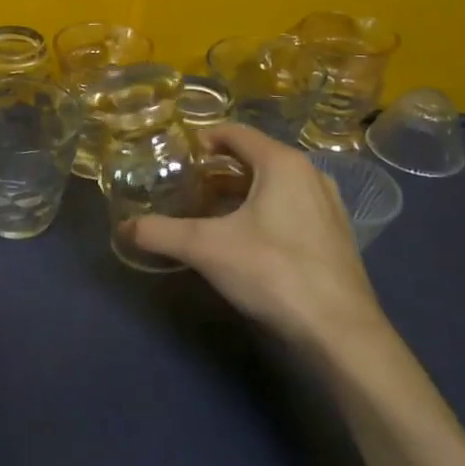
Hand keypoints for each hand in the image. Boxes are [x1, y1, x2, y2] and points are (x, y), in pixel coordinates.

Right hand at [127, 124, 389, 358]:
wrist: (340, 332)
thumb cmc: (273, 272)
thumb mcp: (207, 249)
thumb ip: (161, 233)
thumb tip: (124, 228)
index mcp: (282, 163)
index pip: (236, 133)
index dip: (203, 139)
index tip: (176, 157)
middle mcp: (309, 174)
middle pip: (255, 157)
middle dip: (218, 169)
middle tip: (186, 186)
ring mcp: (328, 205)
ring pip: (274, 184)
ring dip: (241, 192)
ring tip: (209, 211)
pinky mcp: (334, 235)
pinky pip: (291, 206)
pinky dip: (264, 211)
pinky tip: (245, 239)